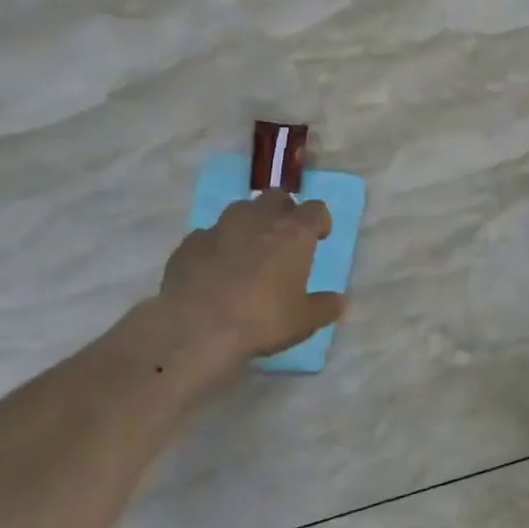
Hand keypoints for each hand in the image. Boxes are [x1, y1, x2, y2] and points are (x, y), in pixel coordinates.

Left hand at [153, 193, 342, 361]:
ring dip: (249, 224)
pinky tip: (214, 269)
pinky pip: (209, 235)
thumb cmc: (262, 320)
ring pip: (240, 210)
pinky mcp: (190, 243)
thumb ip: (325, 307)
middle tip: (284, 238)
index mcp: (294, 232)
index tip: (319, 237)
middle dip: (284, 212)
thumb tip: (338, 300)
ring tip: (248, 251)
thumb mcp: (304, 321)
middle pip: (277, 198)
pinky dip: (217, 245)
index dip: (320, 221)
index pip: (315, 209)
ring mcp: (220, 227)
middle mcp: (259, 219)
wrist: (196, 329)